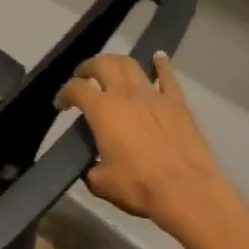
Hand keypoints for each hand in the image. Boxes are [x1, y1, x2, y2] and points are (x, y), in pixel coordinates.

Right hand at [56, 52, 233, 240]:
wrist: (186, 190)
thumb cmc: (139, 186)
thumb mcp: (101, 183)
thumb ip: (91, 169)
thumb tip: (91, 167)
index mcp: (102, 110)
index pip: (76, 89)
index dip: (64, 93)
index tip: (62, 105)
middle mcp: (125, 94)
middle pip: (102, 64)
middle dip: (88, 67)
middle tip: (83, 76)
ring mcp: (153, 95)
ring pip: (131, 65)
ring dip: (117, 62)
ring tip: (112, 68)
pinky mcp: (177, 103)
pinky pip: (167, 77)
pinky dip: (161, 64)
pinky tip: (158, 57)